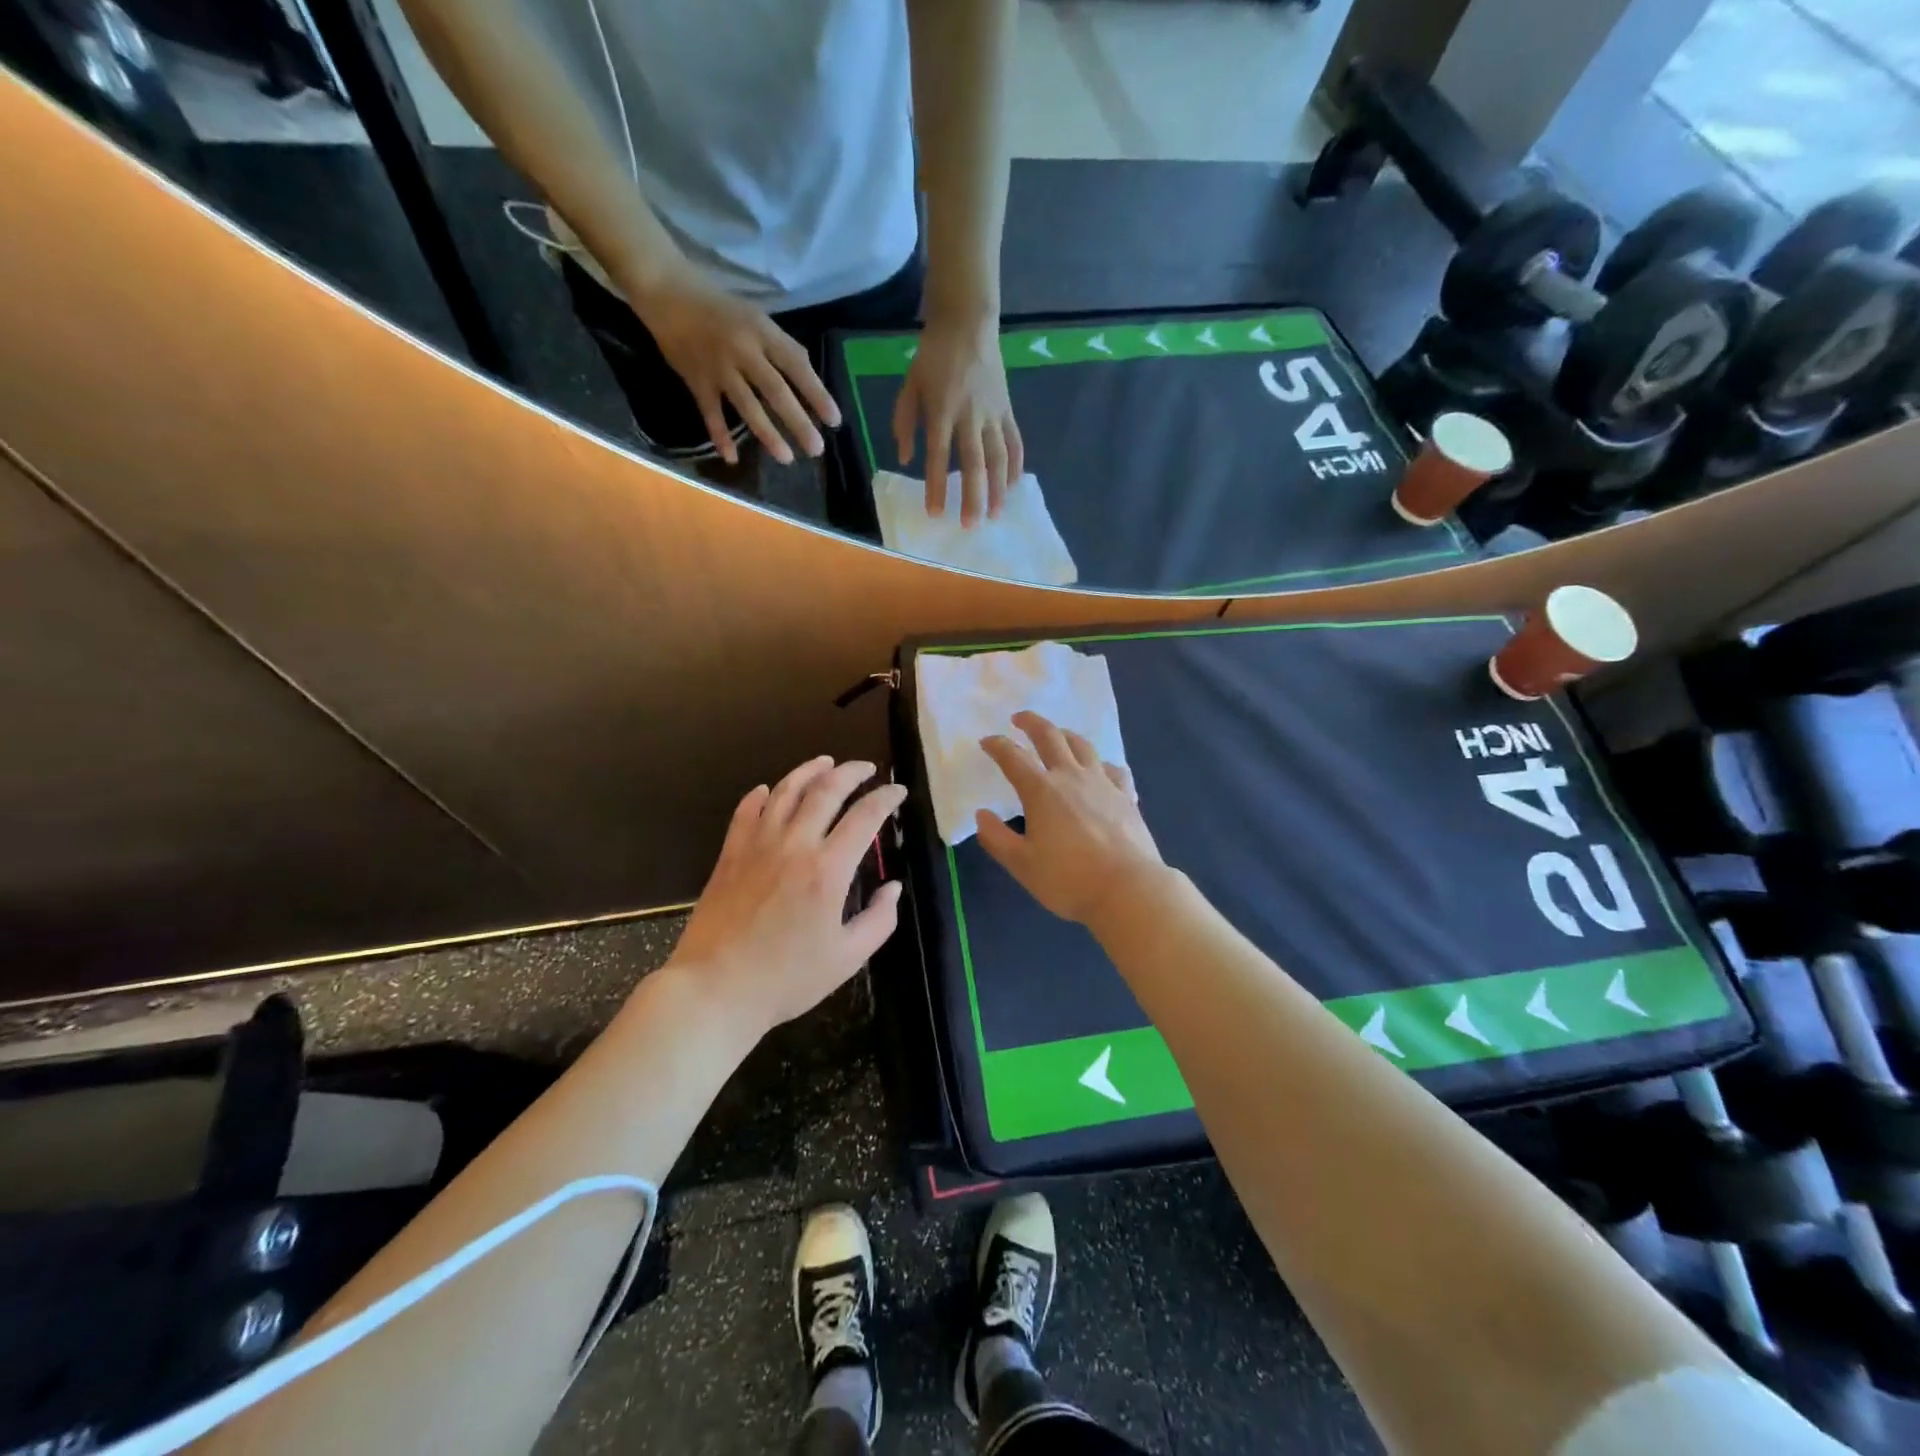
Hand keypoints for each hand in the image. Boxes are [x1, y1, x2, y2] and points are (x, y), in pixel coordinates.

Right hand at [632, 272, 840, 465]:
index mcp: (762, 332)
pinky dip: (721, 437)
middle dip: (798, 422)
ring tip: (787, 459)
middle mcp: (743, 351)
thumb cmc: (720, 308)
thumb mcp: (756, 318)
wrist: (668, 292)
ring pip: (748, 406)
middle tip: (816, 449)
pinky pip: (711, 414)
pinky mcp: (697, 380)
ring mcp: (719, 368)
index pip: (796, 366)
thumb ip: (781, 348)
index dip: (817, 394)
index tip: (835, 420)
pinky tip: (732, 459)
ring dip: (768, 435)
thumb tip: (808, 380)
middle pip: (776, 391)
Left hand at [669, 758, 906, 1035]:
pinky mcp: (730, 854)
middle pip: (826, 790)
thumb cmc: (787, 979)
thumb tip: (893, 887)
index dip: (886, 798)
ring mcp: (757, 845)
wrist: (715, 989)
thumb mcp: (848, 958)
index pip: (865, 817)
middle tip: (867, 768)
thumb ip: (879, 919)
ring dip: (809, 771)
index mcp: (828, 869)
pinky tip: (768, 790)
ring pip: (785, 791)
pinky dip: (761, 795)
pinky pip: (746, 811)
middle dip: (852, 773)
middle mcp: (794, 845)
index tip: (898, 792)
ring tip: (826, 762)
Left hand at [893, 310, 1022, 526]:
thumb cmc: (932, 356)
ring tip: (996, 514)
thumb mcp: (909, 385)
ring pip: (999, 457)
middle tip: (969, 525)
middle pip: (973, 463)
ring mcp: (993, 413)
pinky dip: (1015, 465)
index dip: (936, 486)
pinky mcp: (1007, 409)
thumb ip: (904, 422)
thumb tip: (903, 459)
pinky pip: (1015, 442)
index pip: (938, 455)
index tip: (934, 512)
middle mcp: (970, 416)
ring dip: (998, 489)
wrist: (967, 322)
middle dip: (972, 496)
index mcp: (942, 410)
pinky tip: (1013, 486)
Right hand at [976, 712, 1164, 925]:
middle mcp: (1071, 777)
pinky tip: (1100, 770)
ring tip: (1058, 735)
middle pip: (1050, 737)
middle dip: (1032, 723)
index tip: (986, 741)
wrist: (1128, 889)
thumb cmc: (1069, 879)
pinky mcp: (1126, 796)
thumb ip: (997, 839)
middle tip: (1019, 718)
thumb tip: (981, 815)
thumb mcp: (1022, 865)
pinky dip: (1101, 764)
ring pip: (1083, 746)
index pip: (1013, 758)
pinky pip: (1114, 769)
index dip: (997, 746)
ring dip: (1065, 735)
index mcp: (1041, 791)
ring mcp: (1103, 783)